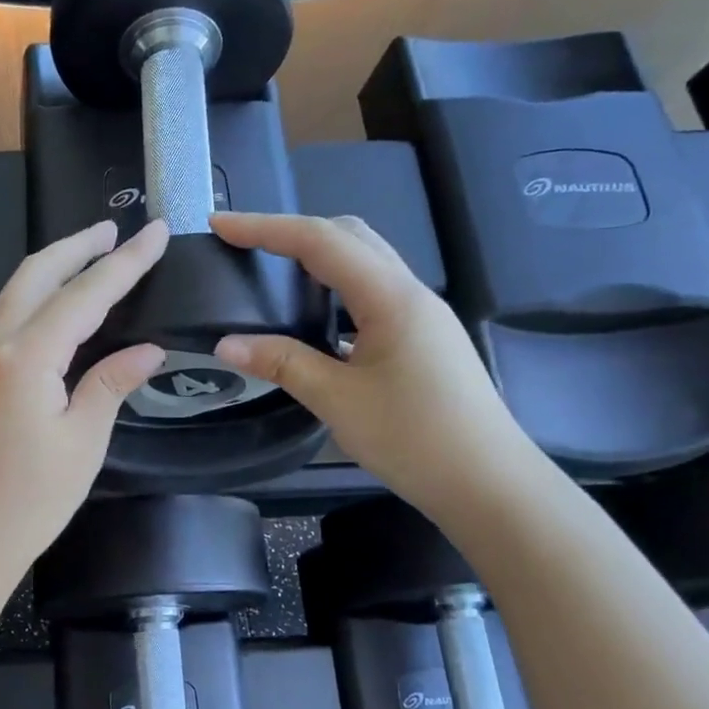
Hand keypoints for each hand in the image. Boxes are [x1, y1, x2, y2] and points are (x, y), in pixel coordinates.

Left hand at [0, 219, 167, 593]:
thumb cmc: (28, 500)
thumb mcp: (83, 442)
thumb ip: (111, 383)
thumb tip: (148, 349)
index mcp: (25, 355)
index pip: (85, 293)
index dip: (125, 262)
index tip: (156, 232)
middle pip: (37, 274)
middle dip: (77, 246)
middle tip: (114, 229)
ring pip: (15, 291)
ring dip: (52, 267)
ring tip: (89, 253)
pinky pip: (5, 317)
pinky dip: (34, 296)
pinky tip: (55, 305)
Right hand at [210, 211, 540, 519]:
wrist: (489, 483)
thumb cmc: (415, 439)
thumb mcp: (338, 401)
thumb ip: (282, 363)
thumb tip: (225, 344)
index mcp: (390, 297)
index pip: (320, 241)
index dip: (265, 228)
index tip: (220, 225)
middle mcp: (409, 292)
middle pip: (348, 236)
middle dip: (293, 231)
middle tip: (245, 245)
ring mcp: (421, 314)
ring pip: (364, 262)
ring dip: (317, 255)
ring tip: (272, 272)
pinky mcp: (423, 337)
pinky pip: (373, 292)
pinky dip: (336, 287)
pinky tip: (315, 316)